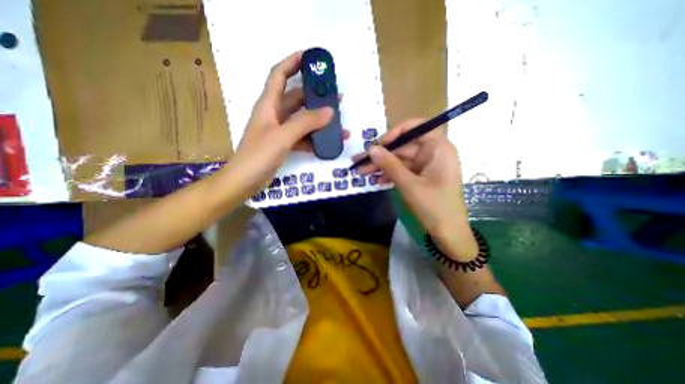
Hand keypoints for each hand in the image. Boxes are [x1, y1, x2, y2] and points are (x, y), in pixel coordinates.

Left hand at [228, 50, 348, 197]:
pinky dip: (314, 138)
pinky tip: (327, 142)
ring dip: (319, 120)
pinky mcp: (284, 144)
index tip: (311, 58)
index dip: (293, 63)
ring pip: (302, 119)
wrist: (245, 181)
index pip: (279, 75)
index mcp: (268, 105)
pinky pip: (302, 136)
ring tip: (338, 121)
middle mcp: (274, 114)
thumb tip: (329, 111)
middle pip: (296, 98)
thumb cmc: (258, 155)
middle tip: (336, 95)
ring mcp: (280, 131)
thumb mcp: (282, 136)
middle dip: (315, 95)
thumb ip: (305, 123)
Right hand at [360, 119, 477, 261]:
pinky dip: (390, 175)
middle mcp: (433, 152)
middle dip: (382, 155)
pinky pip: (403, 170)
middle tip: (360, 161)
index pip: (416, 127)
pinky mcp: (421, 176)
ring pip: (400, 159)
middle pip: (404, 146)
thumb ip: (389, 164)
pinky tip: (377, 181)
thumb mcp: (409, 184)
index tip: (379, 144)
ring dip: (382, 166)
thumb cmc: (433, 206)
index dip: (396, 132)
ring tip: (362, 173)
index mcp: (438, 147)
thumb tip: (371, 149)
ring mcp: (426, 165)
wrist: (448, 233)